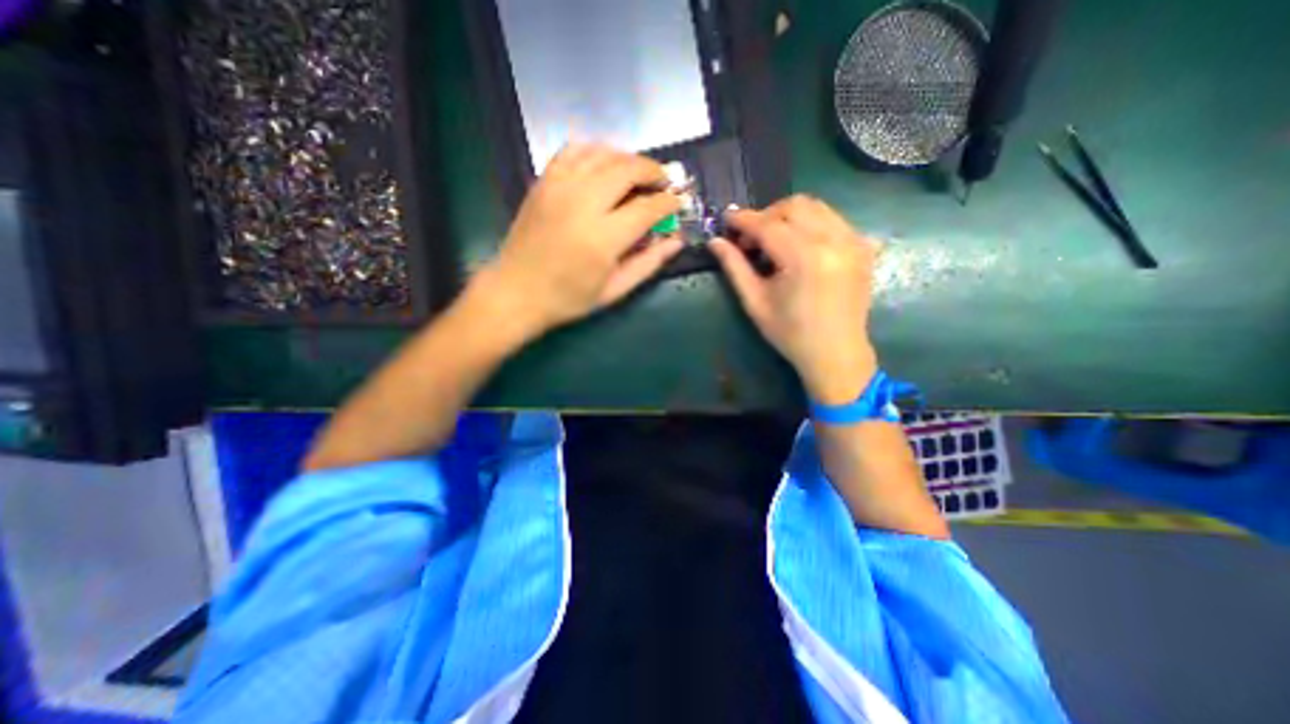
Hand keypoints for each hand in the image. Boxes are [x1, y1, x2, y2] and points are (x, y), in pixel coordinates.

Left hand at [475, 145, 684, 335]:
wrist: (517, 292)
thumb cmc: (569, 298)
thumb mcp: (614, 290)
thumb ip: (648, 263)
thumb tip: (676, 240)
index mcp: (602, 237)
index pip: (647, 207)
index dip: (668, 203)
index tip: (678, 203)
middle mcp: (582, 203)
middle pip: (627, 169)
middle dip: (653, 172)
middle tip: (663, 183)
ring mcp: (559, 187)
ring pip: (603, 153)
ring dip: (628, 159)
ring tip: (638, 175)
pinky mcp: (543, 181)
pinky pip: (574, 150)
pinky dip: (596, 151)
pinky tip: (605, 165)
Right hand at [710, 194, 881, 405]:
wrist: (836, 353)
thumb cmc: (790, 333)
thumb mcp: (755, 302)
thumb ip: (735, 267)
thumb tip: (715, 242)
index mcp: (803, 258)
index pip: (767, 225)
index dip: (743, 220)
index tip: (726, 219)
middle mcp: (833, 240)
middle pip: (794, 206)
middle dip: (766, 215)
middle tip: (752, 239)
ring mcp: (853, 241)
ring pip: (816, 207)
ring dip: (788, 217)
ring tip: (775, 241)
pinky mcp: (863, 247)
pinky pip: (833, 220)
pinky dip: (811, 224)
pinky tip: (800, 246)